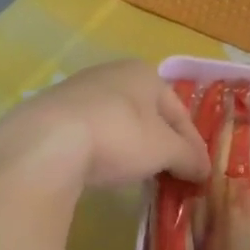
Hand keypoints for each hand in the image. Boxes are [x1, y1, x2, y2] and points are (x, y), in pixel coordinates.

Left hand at [0, 60, 210, 197]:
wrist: (46, 143)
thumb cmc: (119, 136)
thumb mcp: (164, 149)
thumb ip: (188, 157)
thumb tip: (204, 170)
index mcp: (144, 73)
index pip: (179, 111)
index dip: (192, 144)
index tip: (199, 173)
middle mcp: (111, 73)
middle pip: (148, 114)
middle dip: (162, 144)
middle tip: (171, 175)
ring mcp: (77, 91)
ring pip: (118, 122)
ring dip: (132, 147)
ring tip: (139, 176)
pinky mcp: (50, 113)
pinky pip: (90, 132)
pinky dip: (103, 150)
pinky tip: (102, 170)